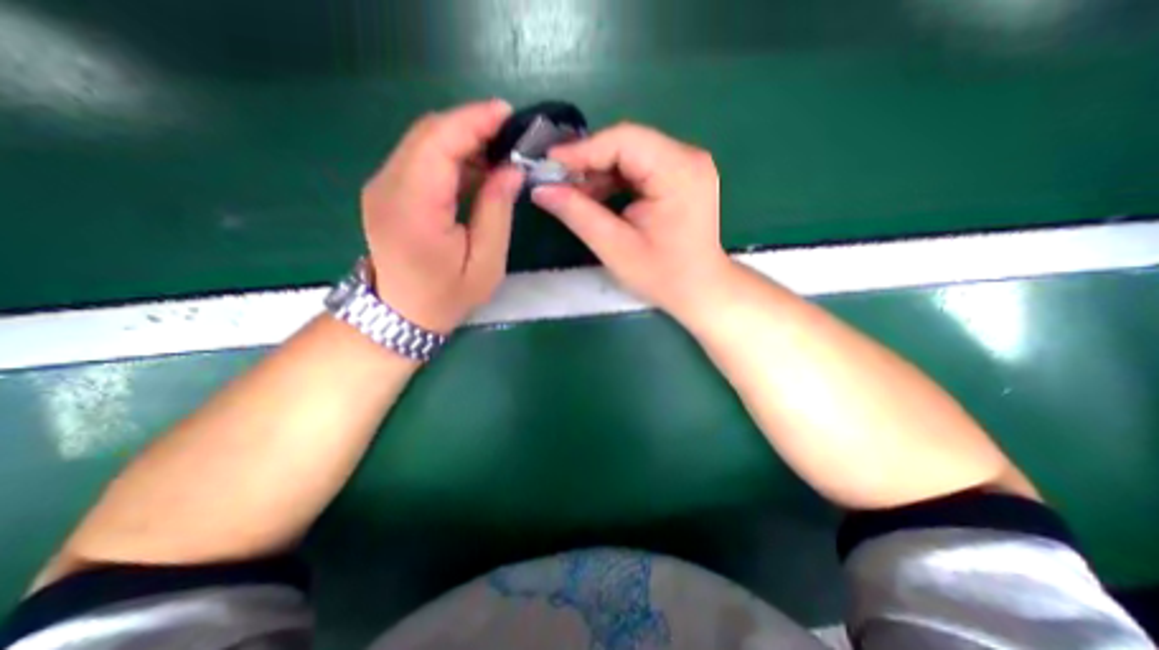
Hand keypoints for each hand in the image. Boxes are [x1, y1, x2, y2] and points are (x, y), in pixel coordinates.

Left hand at [361, 103, 524, 335]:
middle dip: (471, 125)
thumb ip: (497, 212)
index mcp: (414, 208)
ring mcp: (382, 186)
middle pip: (428, 133)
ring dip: (462, 140)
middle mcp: (388, 186)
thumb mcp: (486, 263)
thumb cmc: (448, 296)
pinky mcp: (386, 190)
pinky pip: (419, 159)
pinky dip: (450, 156)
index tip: (508, 114)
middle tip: (510, 136)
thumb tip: (511, 169)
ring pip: (423, 142)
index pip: (439, 142)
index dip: (474, 121)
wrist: (401, 314)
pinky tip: (476, 170)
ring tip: (499, 154)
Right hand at [528, 122, 726, 319]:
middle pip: (627, 144)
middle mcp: (688, 157)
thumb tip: (540, 189)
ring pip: (631, 154)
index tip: (548, 164)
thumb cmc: (663, 276)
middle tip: (557, 182)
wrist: (700, 289)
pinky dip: (614, 180)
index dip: (582, 150)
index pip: (624, 140)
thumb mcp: (615, 247)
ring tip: (573, 194)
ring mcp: (687, 165)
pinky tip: (596, 197)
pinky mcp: (681, 176)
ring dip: (599, 172)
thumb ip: (578, 214)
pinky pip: (640, 167)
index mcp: (678, 171)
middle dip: (588, 162)